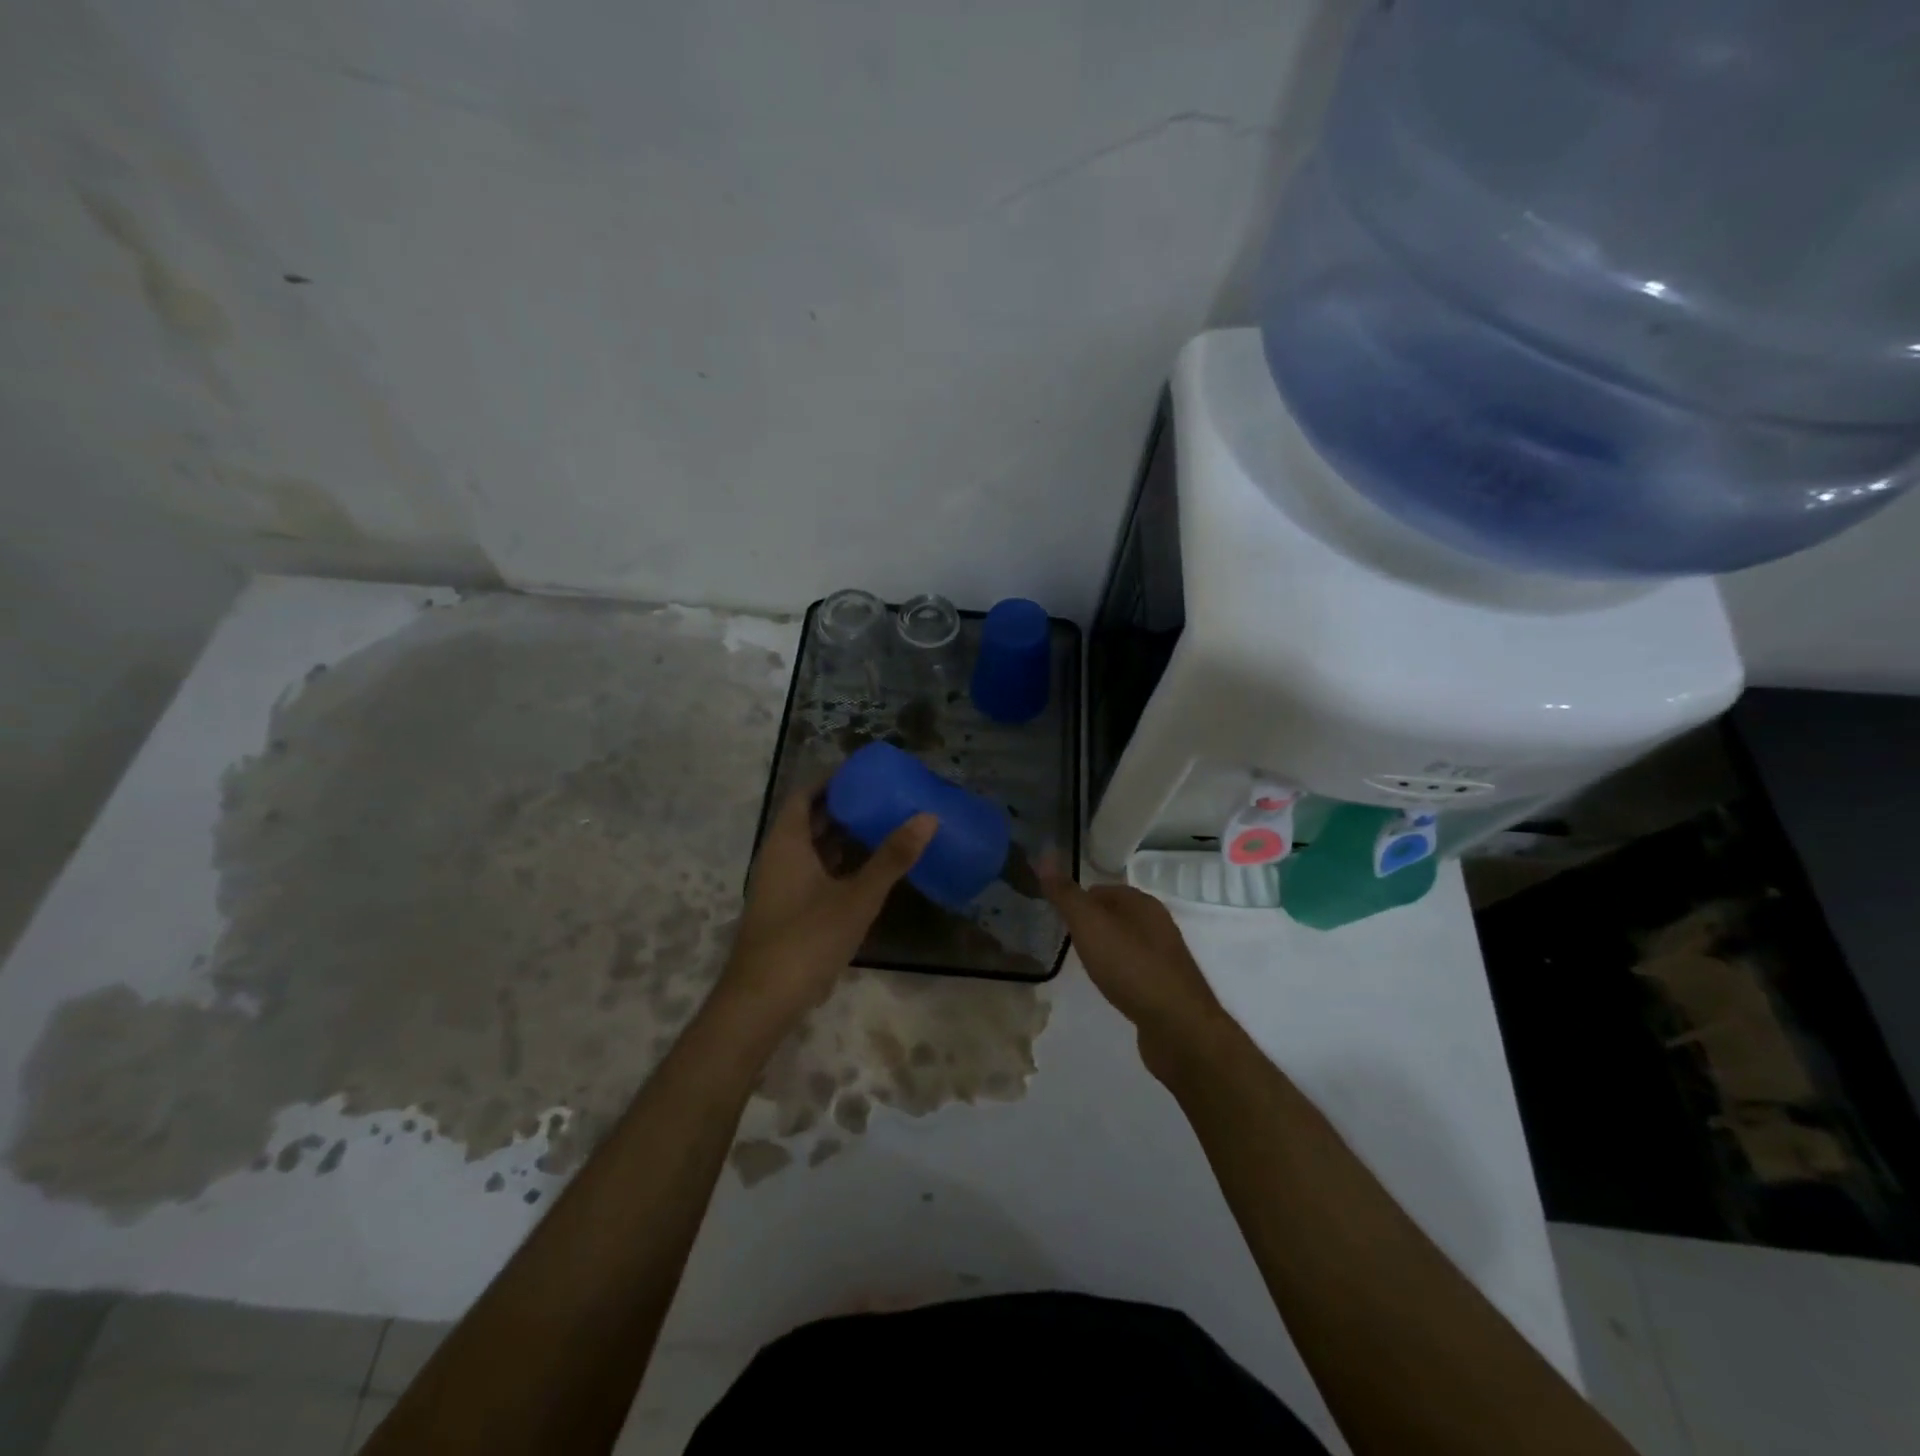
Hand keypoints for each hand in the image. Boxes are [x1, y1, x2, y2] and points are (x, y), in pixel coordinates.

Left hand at [717, 786, 935, 1034]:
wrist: (762, 1002)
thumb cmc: (806, 939)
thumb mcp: (857, 897)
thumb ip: (892, 858)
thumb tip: (927, 817)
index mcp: (786, 843)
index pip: (804, 795)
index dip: (831, 780)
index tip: (864, 773)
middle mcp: (778, 858)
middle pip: (808, 819)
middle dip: (842, 806)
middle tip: (882, 797)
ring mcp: (780, 886)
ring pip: (811, 849)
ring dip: (841, 837)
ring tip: (882, 826)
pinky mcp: (786, 911)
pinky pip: (813, 873)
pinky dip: (837, 865)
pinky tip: (867, 872)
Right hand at [1040, 866, 1231, 1067]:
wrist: (1178, 1026)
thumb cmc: (1130, 967)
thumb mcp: (1090, 925)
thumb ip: (1066, 894)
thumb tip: (1043, 857)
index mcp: (1142, 902)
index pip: (1101, 889)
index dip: (1077, 900)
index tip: (1056, 918)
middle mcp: (1158, 923)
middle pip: (1116, 914)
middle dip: (1091, 924)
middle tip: (1066, 941)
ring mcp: (1165, 956)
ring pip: (1126, 941)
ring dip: (1106, 949)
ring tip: (1085, 964)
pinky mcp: (1167, 985)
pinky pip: (1136, 968)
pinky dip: (1120, 972)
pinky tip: (1111, 986)